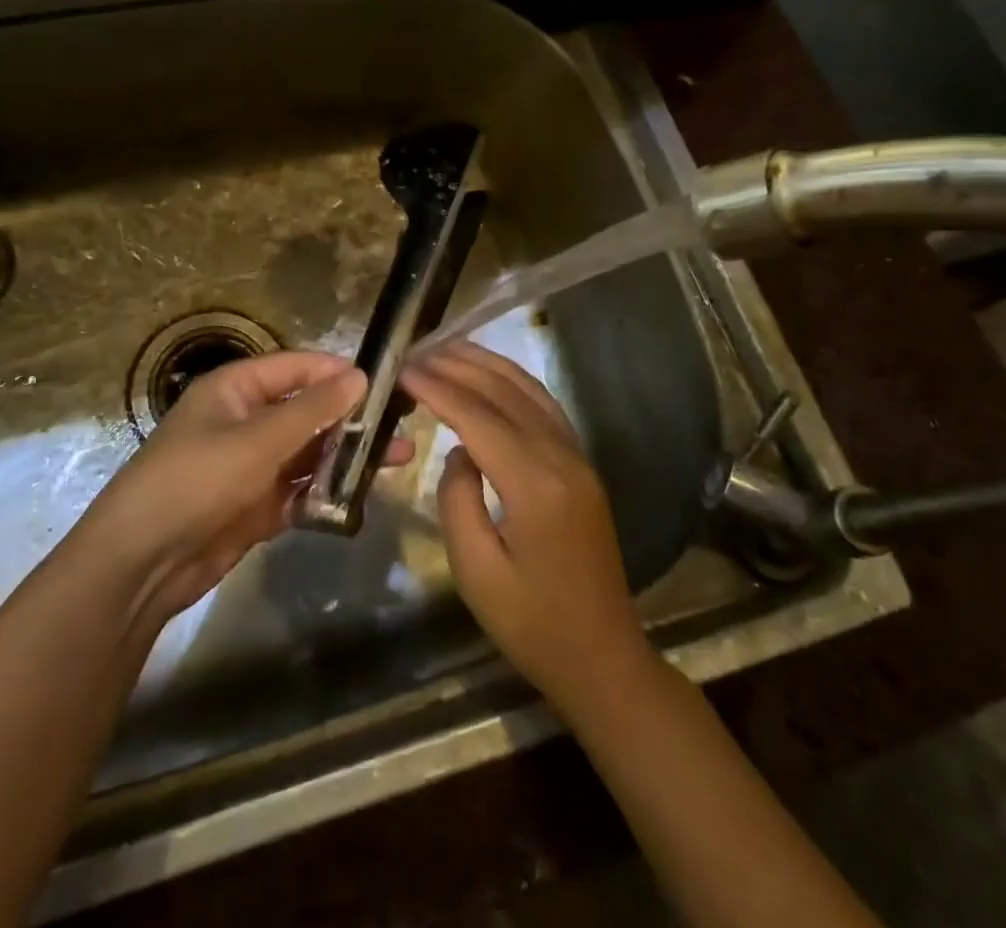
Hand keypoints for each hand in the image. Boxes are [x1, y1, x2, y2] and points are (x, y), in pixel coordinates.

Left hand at [78, 351, 404, 623]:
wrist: (140, 565)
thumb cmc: (195, 481)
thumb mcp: (256, 440)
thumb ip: (311, 410)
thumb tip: (359, 376)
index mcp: (235, 390)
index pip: (295, 368)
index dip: (336, 371)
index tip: (384, 380)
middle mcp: (245, 422)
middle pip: (307, 410)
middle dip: (350, 418)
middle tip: (401, 424)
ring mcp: (251, 466)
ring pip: (308, 452)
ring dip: (346, 456)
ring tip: (397, 459)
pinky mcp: (256, 506)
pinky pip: (300, 491)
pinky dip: (327, 493)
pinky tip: (362, 496)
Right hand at [401, 342, 649, 713]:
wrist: (603, 657)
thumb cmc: (532, 626)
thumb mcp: (477, 573)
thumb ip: (457, 501)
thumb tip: (459, 453)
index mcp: (535, 485)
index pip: (478, 418)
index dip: (438, 389)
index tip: (403, 369)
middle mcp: (561, 458)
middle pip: (505, 393)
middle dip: (459, 365)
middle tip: (417, 350)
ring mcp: (578, 458)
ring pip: (530, 391)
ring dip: (488, 365)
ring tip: (448, 348)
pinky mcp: (582, 466)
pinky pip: (546, 407)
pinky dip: (514, 382)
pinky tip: (491, 377)